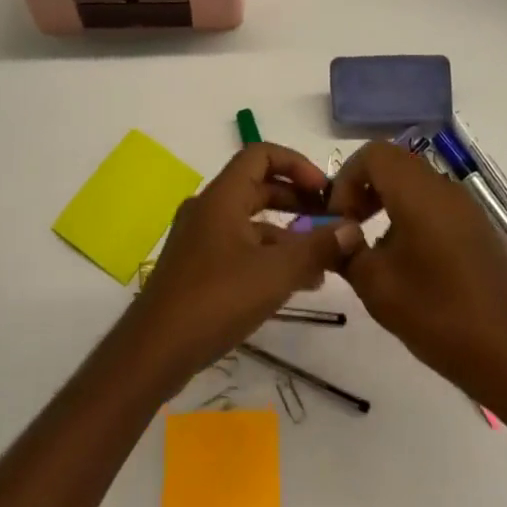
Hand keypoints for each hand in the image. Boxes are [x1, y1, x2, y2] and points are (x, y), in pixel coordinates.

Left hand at [124, 144, 362, 385]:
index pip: (261, 155)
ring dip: (287, 233)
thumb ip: (316, 248)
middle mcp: (208, 208)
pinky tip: (295, 284)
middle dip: (297, 201)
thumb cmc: (216, 300)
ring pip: (251, 221)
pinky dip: (268, 255)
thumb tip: (352, 228)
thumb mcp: (275, 273)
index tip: (325, 192)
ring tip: (323, 261)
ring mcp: (200, 238)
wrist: (154, 351)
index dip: (297, 165)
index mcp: (222, 196)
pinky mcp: (197, 266)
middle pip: (258, 187)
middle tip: (331, 222)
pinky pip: (240, 246)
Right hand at [328, 141, 506, 409]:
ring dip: (388, 201)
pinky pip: (436, 204)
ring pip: (416, 183)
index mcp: (418, 193)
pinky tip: (410, 262)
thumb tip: (337, 233)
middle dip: (364, 188)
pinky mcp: (479, 229)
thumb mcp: (376, 286)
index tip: (339, 219)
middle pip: (394, 163)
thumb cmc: (437, 315)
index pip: (373, 154)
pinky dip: (412, 215)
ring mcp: (467, 208)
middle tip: (350, 228)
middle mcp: (444, 188)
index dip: (346, 179)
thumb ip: (347, 251)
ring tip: (376, 249)